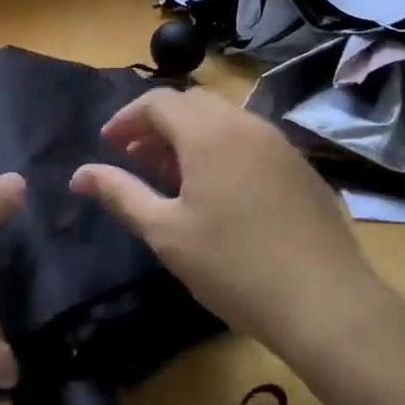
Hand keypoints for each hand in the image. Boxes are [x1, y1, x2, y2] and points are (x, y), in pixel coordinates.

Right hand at [69, 89, 385, 354]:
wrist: (325, 302)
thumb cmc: (232, 265)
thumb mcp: (165, 232)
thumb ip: (119, 193)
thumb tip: (79, 174)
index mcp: (208, 133)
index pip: (157, 102)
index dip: (126, 119)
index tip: (108, 144)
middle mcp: (245, 124)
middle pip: (191, 103)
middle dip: (157, 124)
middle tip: (137, 158)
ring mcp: (279, 143)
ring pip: (223, 119)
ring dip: (190, 135)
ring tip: (173, 175)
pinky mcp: (300, 167)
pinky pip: (249, 140)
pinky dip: (221, 148)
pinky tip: (219, 191)